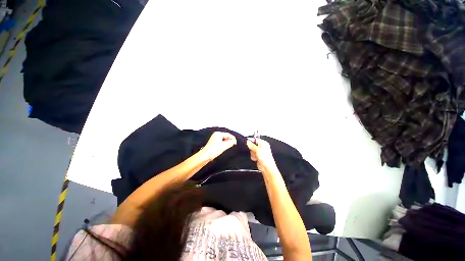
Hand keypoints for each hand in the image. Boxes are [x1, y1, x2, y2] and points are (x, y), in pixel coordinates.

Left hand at [201, 132, 236, 160]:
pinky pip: (220, 141)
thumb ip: (230, 143)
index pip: (228, 134)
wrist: (205, 155)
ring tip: (230, 145)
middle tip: (234, 144)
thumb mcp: (224, 146)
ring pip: (223, 139)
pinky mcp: (213, 142)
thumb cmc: (214, 150)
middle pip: (225, 136)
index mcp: (218, 134)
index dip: (233, 138)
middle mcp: (216, 134)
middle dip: (230, 140)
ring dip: (227, 142)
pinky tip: (225, 147)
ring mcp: (214, 138)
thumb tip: (234, 141)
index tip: (236, 142)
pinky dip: (224, 143)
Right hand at [246, 138, 277, 172]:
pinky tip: (256, 159)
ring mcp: (259, 152)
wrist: (266, 167)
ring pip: (252, 151)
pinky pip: (252, 155)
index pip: (256, 139)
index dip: (251, 141)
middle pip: (252, 145)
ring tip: (256, 156)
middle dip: (252, 149)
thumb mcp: (257, 150)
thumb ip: (252, 145)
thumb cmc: (266, 158)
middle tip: (255, 151)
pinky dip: (253, 157)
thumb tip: (248, 142)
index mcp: (263, 144)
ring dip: (253, 154)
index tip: (248, 143)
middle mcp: (262, 147)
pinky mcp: (257, 156)